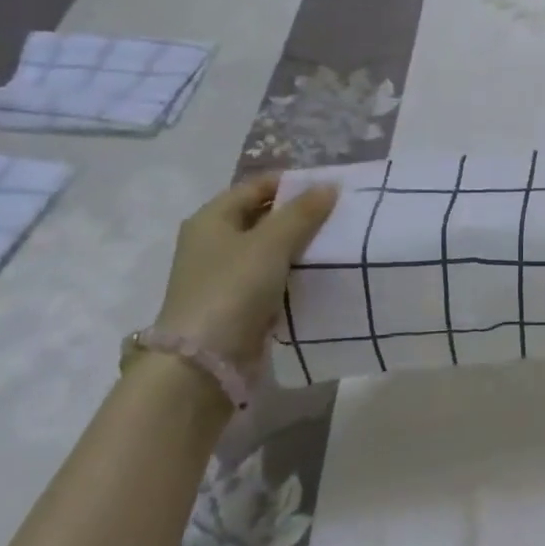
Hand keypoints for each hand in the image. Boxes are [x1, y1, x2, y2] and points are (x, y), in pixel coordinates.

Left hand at [150, 174, 339, 375]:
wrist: (204, 362)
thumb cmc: (233, 289)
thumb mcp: (272, 243)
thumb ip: (302, 213)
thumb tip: (329, 186)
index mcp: (211, 219)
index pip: (256, 186)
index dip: (292, 183)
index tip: (331, 188)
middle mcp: (213, 242)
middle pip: (263, 216)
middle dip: (300, 214)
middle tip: (341, 214)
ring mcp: (224, 275)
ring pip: (270, 249)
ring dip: (300, 245)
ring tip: (338, 242)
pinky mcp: (237, 303)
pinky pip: (272, 277)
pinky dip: (294, 273)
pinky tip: (321, 274)